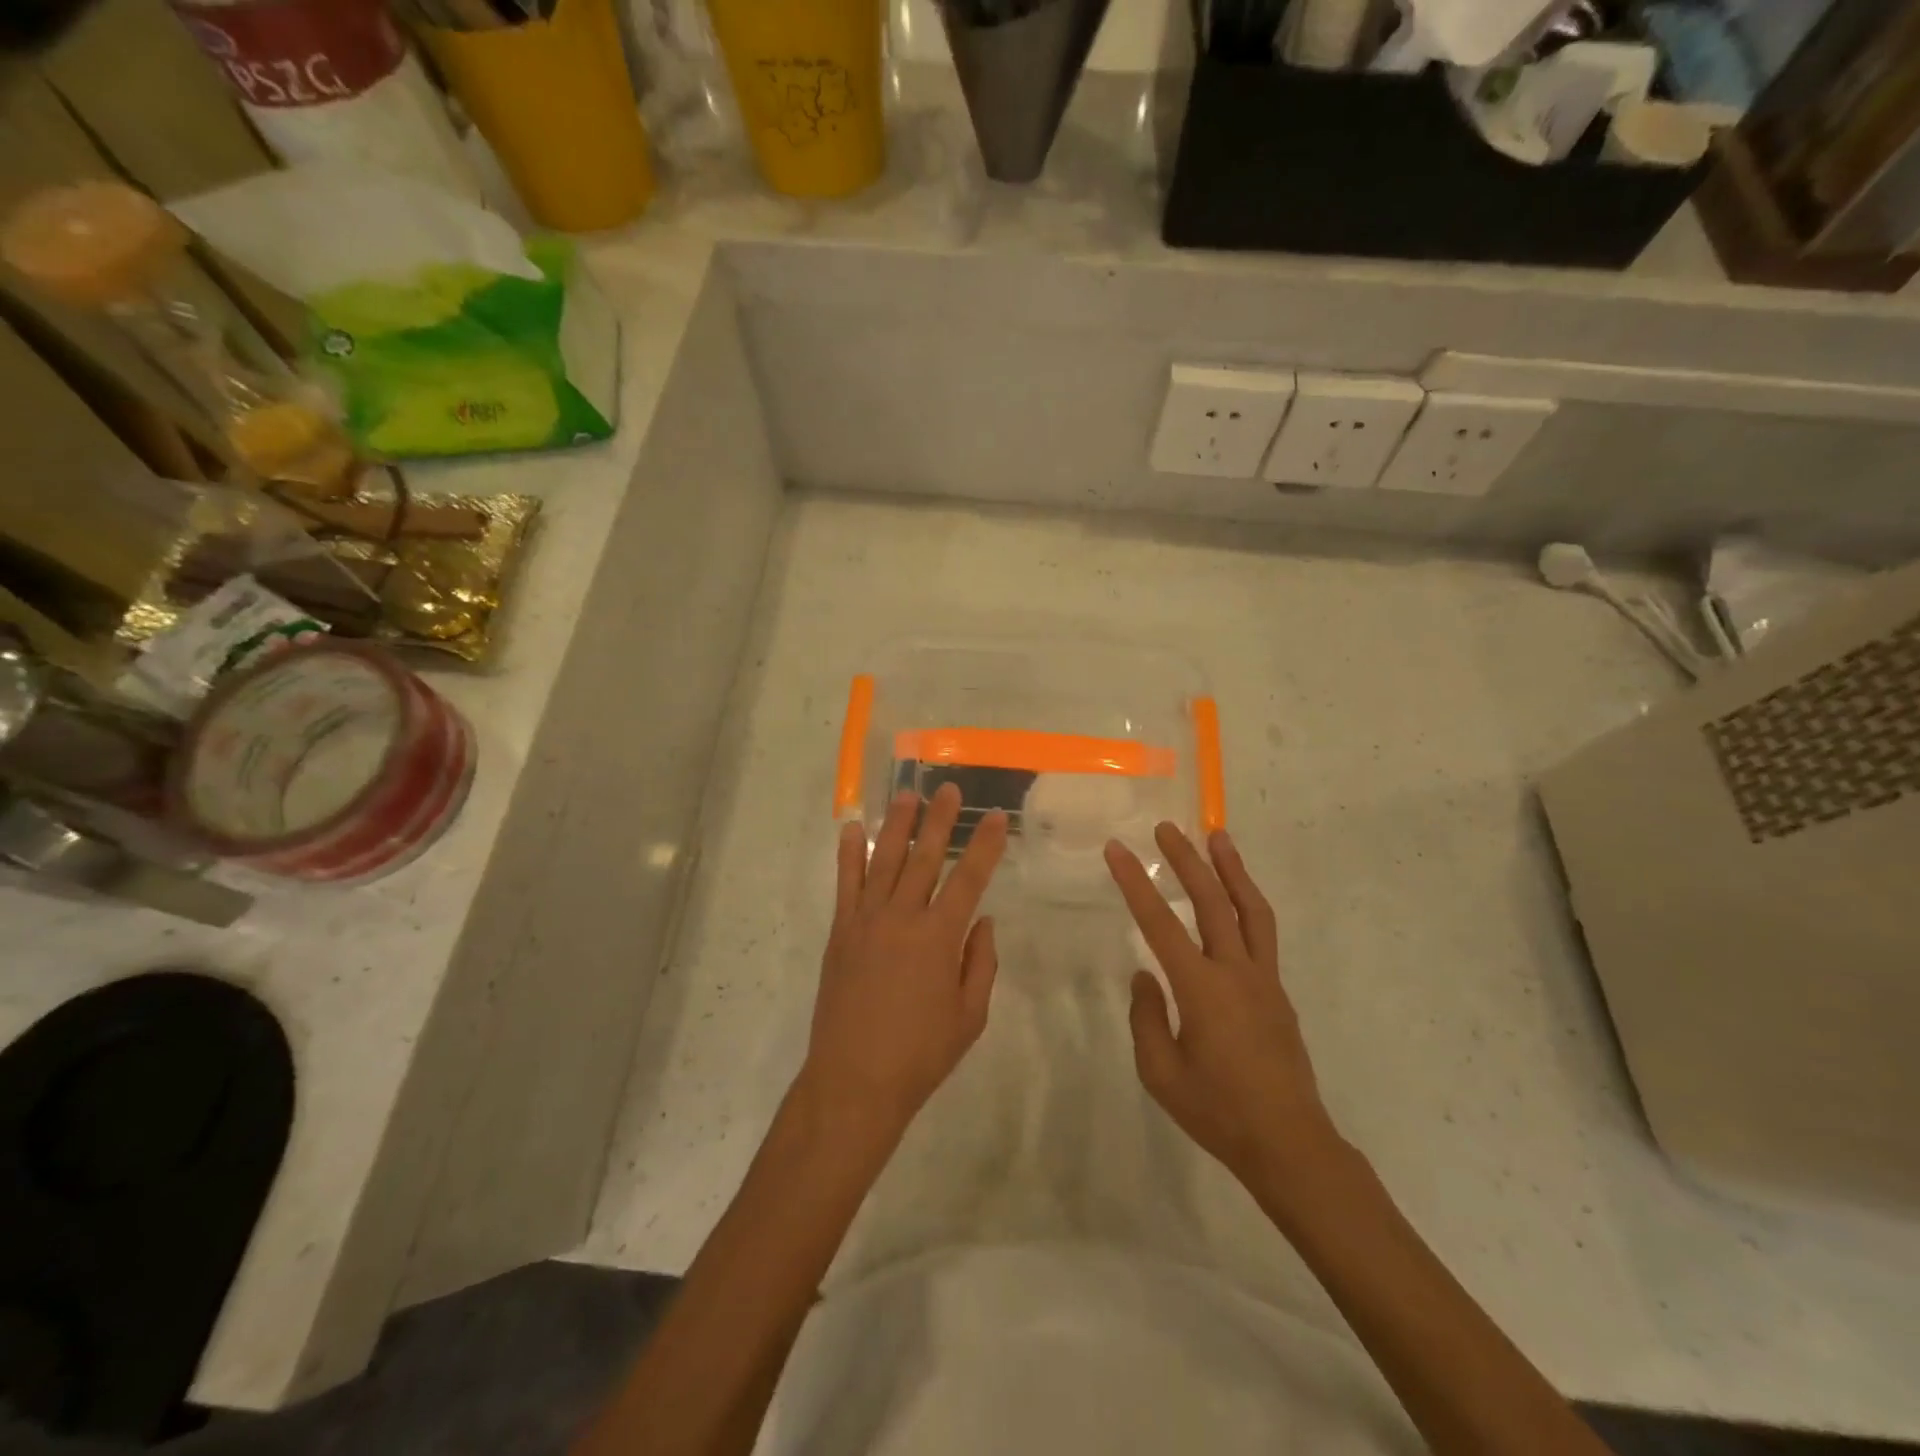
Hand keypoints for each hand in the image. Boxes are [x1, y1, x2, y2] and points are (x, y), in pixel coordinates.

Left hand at [802, 783, 1008, 1142]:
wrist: (854, 1080)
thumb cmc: (920, 1054)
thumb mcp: (970, 1016)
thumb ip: (980, 963)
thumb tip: (982, 921)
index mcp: (939, 938)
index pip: (969, 879)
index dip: (985, 845)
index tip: (996, 817)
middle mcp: (903, 918)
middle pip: (925, 858)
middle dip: (939, 820)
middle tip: (949, 788)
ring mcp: (866, 921)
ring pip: (885, 861)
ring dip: (897, 825)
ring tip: (907, 794)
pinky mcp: (841, 931)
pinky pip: (846, 884)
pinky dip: (849, 854)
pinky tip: (854, 829)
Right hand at [1105, 824, 1339, 1193]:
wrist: (1289, 1143)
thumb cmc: (1218, 1111)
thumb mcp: (1161, 1073)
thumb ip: (1148, 1018)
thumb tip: (1145, 978)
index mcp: (1202, 989)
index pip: (1160, 923)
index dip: (1136, 883)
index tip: (1117, 850)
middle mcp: (1235, 971)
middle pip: (1211, 901)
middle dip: (1186, 860)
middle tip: (1167, 827)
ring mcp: (1263, 978)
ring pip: (1250, 909)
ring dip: (1232, 869)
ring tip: (1218, 837)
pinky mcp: (1277, 991)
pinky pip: (1262, 933)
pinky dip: (1248, 902)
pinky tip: (1236, 898)